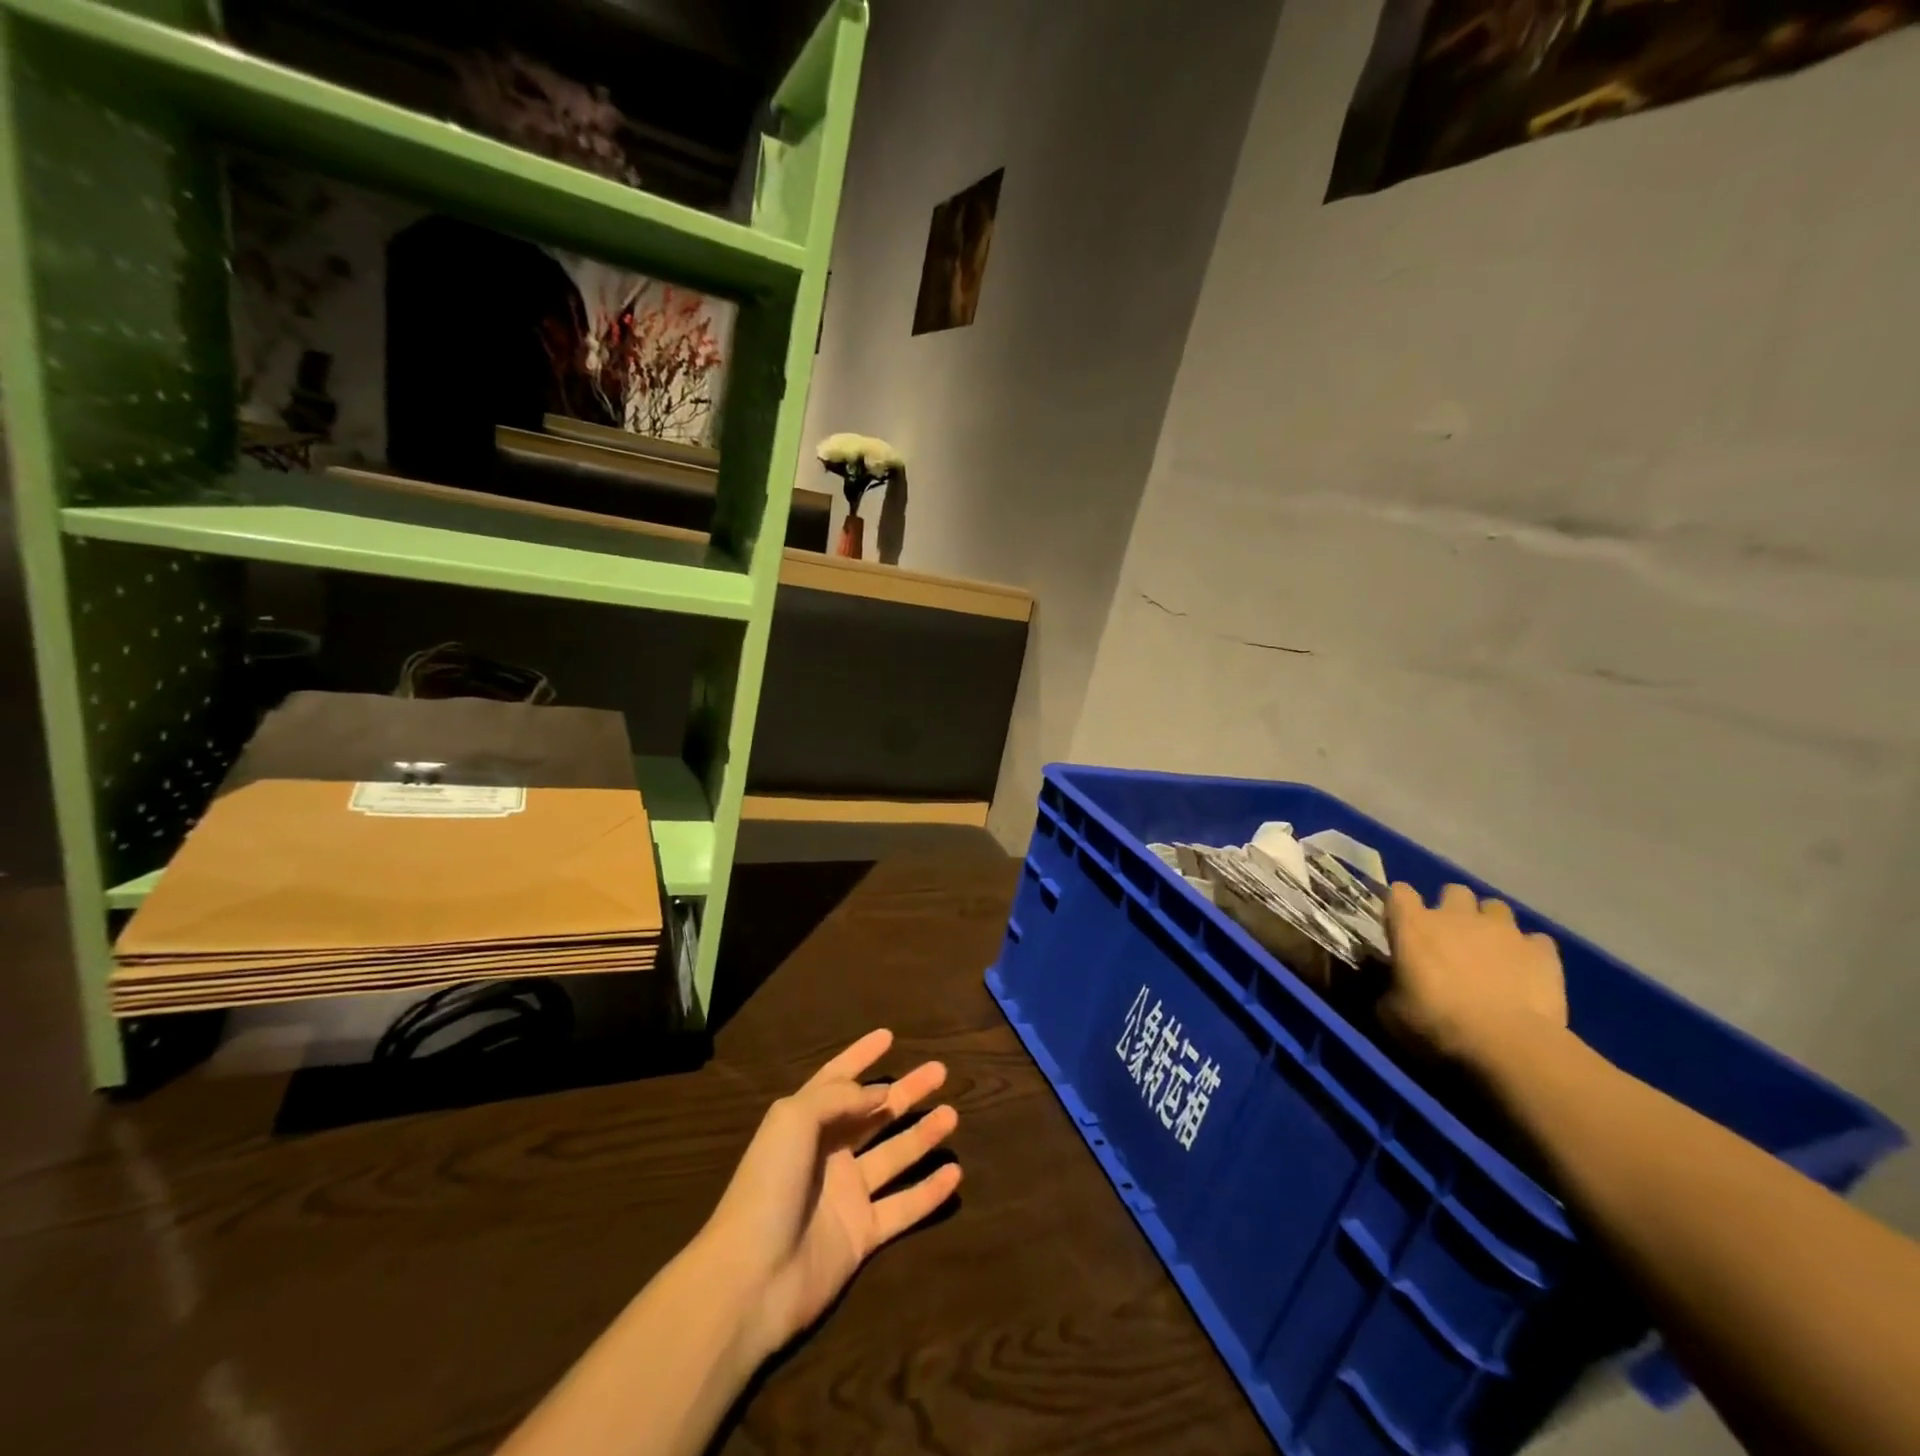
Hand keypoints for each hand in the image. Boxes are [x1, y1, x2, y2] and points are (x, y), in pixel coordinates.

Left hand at [700, 1029, 961, 1358]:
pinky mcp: (862, 1236)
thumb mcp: (794, 1120)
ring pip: (894, 1157)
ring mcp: (846, 1196)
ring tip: (953, 1114)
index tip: (889, 1035)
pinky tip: (955, 1173)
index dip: (860, 1056)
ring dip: (923, 1135)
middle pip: (874, 1114)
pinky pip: (903, 1207)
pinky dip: (929, 1192)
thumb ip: (839, 1097)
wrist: (752, 1279)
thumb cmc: (769, 1186)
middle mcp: (828, 1154)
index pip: (837, 1079)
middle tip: (939, 1071)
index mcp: (805, 1123)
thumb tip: (879, 1093)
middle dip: (905, 1092)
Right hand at [1382, 883, 1568, 1067]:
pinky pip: (1536, 941)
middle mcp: (1457, 916)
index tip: (1401, 924)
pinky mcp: (1542, 951)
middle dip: (1453, 908)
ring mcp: (1503, 930)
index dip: (1400, 905)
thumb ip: (1387, 987)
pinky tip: (1527, 972)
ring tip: (1491, 951)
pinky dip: (1530, 952)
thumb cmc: (1436, 1024)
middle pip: (1454, 891)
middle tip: (1451, 937)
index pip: (1400, 892)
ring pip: (1496, 907)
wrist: (1507, 1044)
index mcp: (1413, 925)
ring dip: (1491, 924)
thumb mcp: (1391, 1012)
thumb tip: (1388, 983)